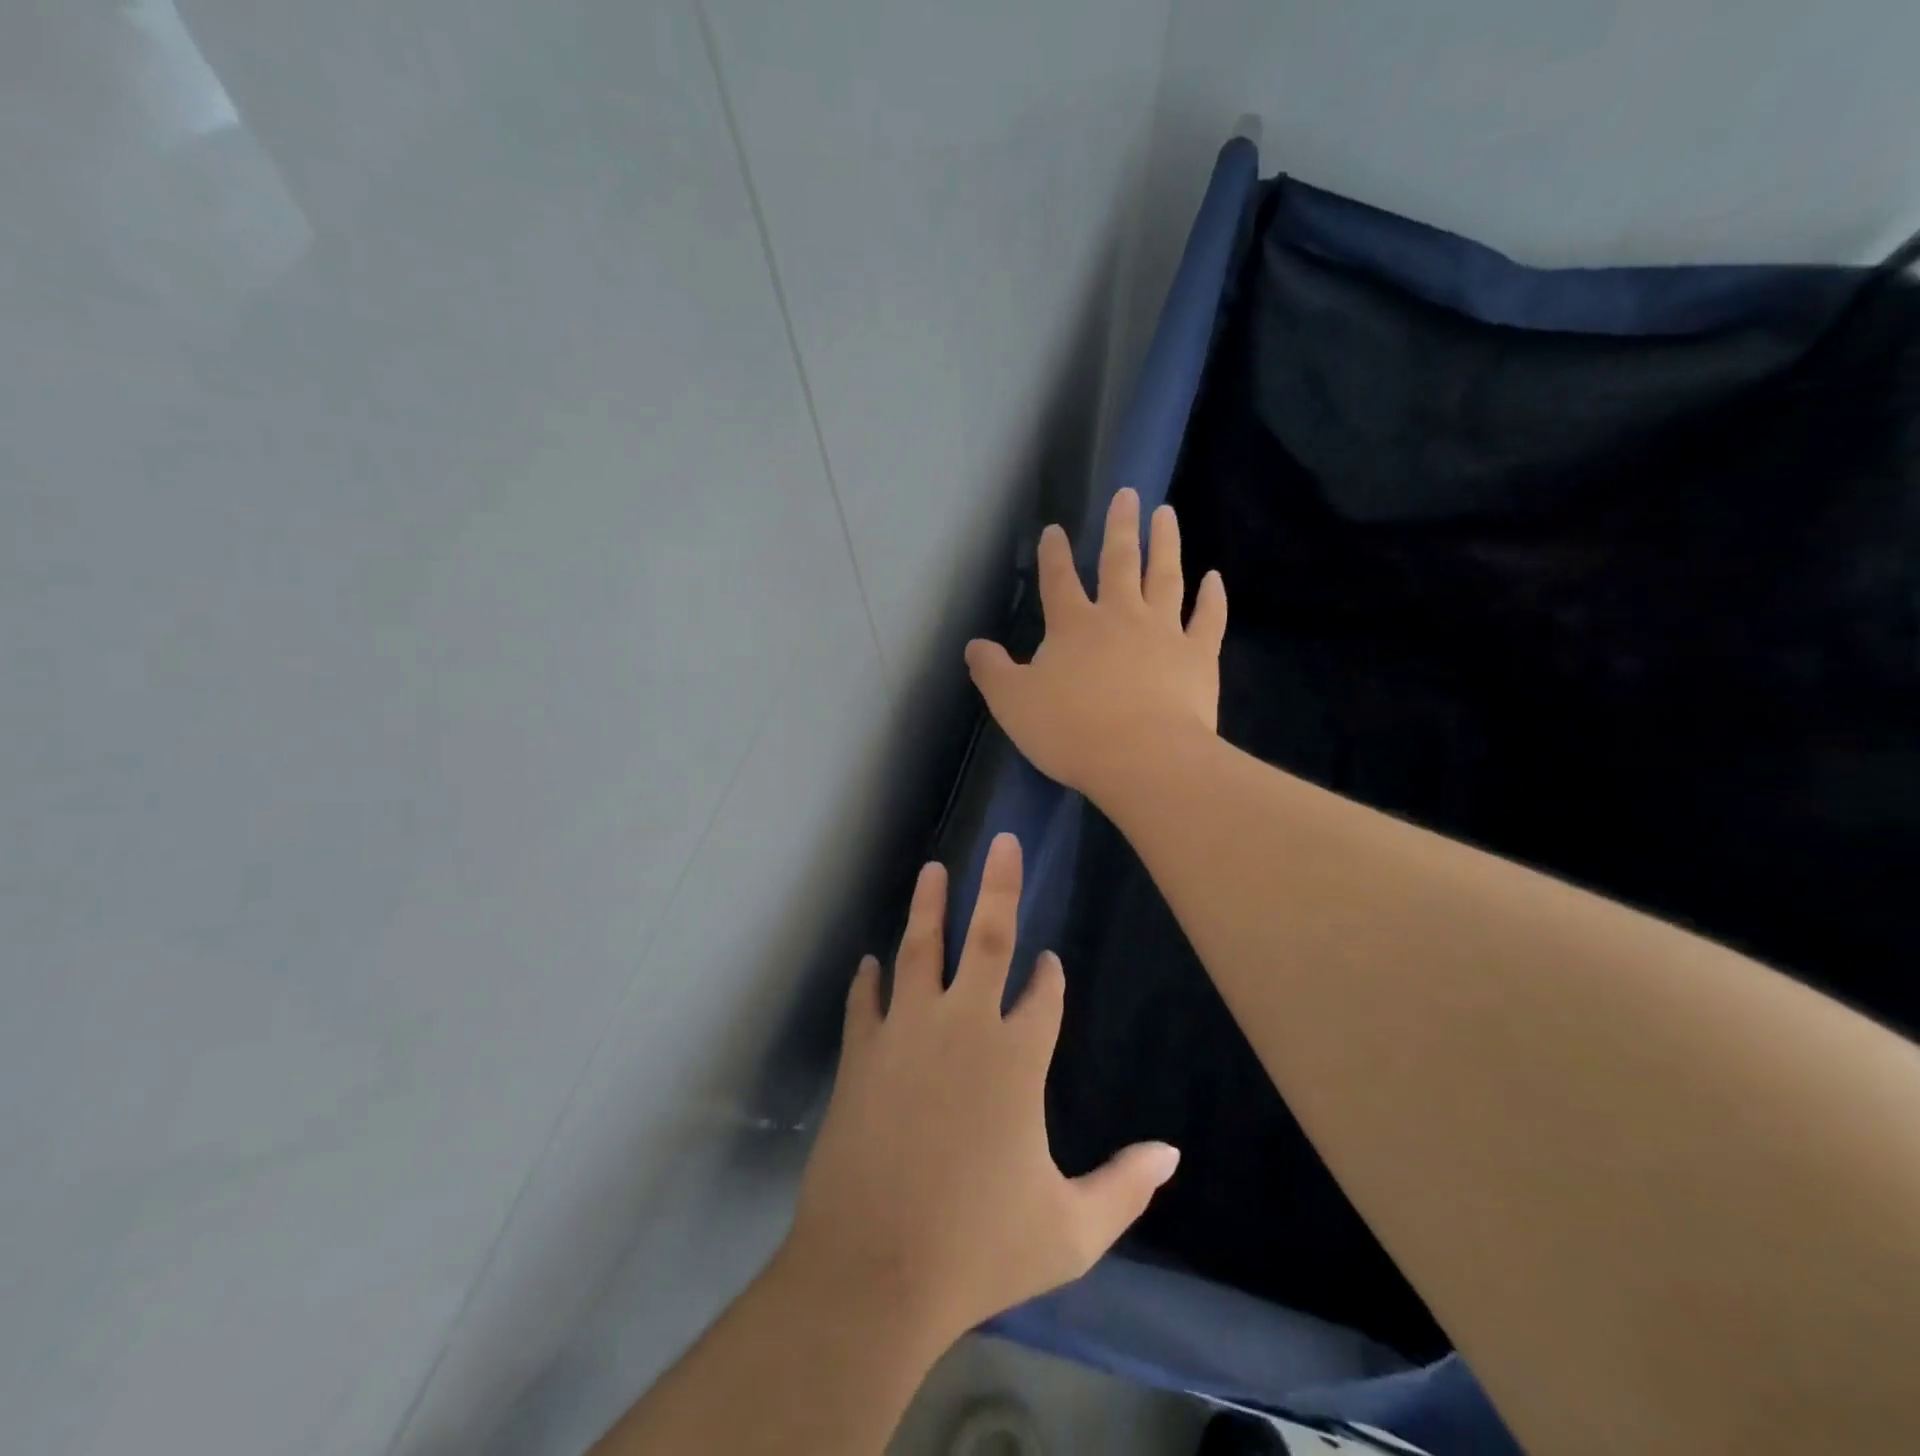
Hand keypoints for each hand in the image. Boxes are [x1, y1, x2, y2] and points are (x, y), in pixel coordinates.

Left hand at [784, 833, 1179, 1345]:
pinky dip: (869, 979)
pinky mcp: (861, 1052)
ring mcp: (907, 1032)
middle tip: (1001, 842)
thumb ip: (1125, 1188)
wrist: (874, 1271)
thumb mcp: (1069, 1231)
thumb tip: (1174, 1155)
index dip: (1050, 976)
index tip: (1051, 960)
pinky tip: (871, 961)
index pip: (1044, 995)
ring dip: (929, 907)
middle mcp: (964, 1027)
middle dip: (998, 887)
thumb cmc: (979, 1248)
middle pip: (986, 938)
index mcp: (1018, 1059)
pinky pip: (866, 1002)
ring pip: (920, 949)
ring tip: (933, 870)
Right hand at [964, 489, 1226, 800]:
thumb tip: (974, 646)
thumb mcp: (1014, 704)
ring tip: (1166, 513)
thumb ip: (992, 672)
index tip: (1055, 529)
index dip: (1054, 554)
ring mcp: (1164, 632)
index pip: (1058, 580)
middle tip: (1128, 494)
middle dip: (1120, 527)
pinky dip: (1212, 597)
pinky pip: (1208, 618)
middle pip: (1119, 561)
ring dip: (1166, 543)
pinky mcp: (1198, 656)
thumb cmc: (1071, 731)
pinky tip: (1214, 578)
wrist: (1142, 758)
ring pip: (1166, 576)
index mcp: (1073, 626)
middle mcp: (1119, 616)